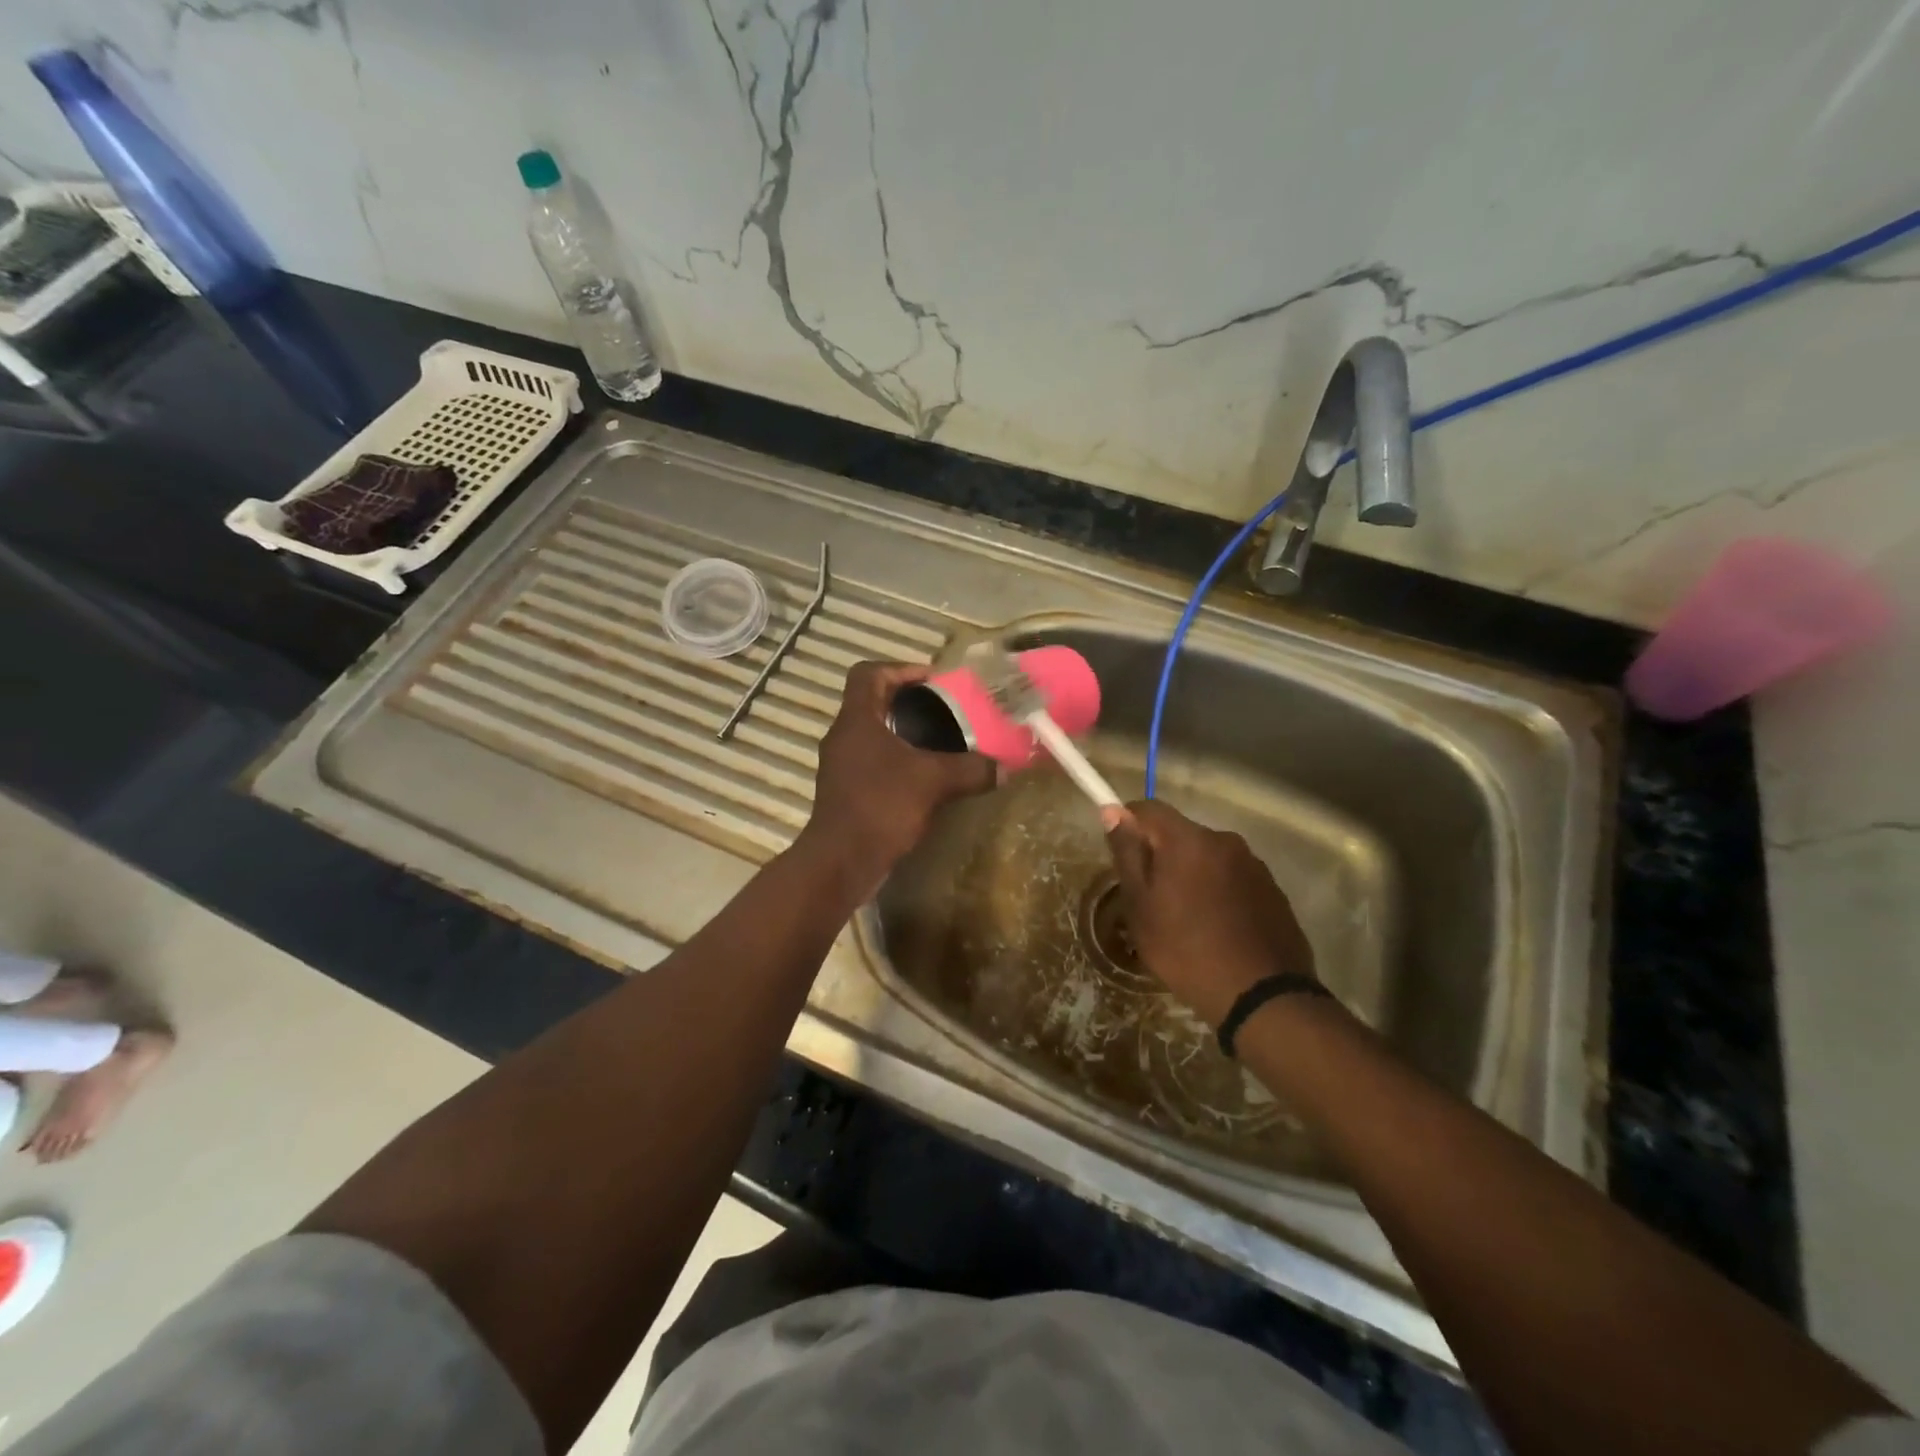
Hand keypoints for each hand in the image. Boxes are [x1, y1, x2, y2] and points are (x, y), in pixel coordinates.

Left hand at [798, 662, 995, 897]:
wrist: (841, 861)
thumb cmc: (881, 806)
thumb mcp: (933, 782)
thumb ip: (970, 769)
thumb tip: (1005, 769)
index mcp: (856, 720)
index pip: (868, 673)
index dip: (900, 669)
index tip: (932, 682)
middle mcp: (843, 737)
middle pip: (872, 703)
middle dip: (908, 703)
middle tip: (944, 712)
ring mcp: (840, 766)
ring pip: (873, 735)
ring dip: (903, 735)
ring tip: (940, 744)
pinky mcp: (845, 792)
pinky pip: (873, 764)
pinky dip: (898, 763)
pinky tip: (925, 780)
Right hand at [1108, 799, 1318, 1026]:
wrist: (1260, 996)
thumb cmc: (1185, 949)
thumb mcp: (1140, 905)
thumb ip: (1127, 853)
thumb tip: (1113, 811)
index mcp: (1188, 840)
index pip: (1148, 809)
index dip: (1127, 823)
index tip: (1121, 855)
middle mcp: (1224, 841)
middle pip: (1180, 834)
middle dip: (1161, 855)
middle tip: (1150, 898)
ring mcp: (1254, 865)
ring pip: (1208, 857)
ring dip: (1192, 875)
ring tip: (1186, 919)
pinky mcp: (1273, 890)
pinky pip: (1233, 878)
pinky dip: (1218, 892)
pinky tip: (1216, 928)